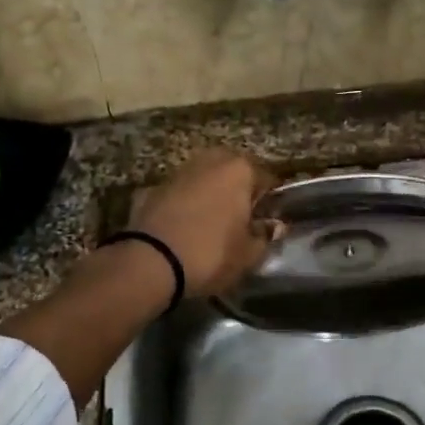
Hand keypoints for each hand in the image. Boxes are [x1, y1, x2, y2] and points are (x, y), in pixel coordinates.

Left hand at [129, 149, 282, 298]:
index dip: (270, 202)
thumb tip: (273, 226)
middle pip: (233, 173)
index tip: (268, 221)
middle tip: (241, 221)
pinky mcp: (152, 188)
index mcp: (240, 170)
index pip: (267, 179)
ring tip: (211, 225)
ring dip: (210, 196)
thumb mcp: (248, 254)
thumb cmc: (211, 254)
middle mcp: (210, 161)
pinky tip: (184, 229)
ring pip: (204, 180)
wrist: (150, 262)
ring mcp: (178, 172)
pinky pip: (180, 195)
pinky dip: (185, 206)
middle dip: (238, 192)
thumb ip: (265, 236)